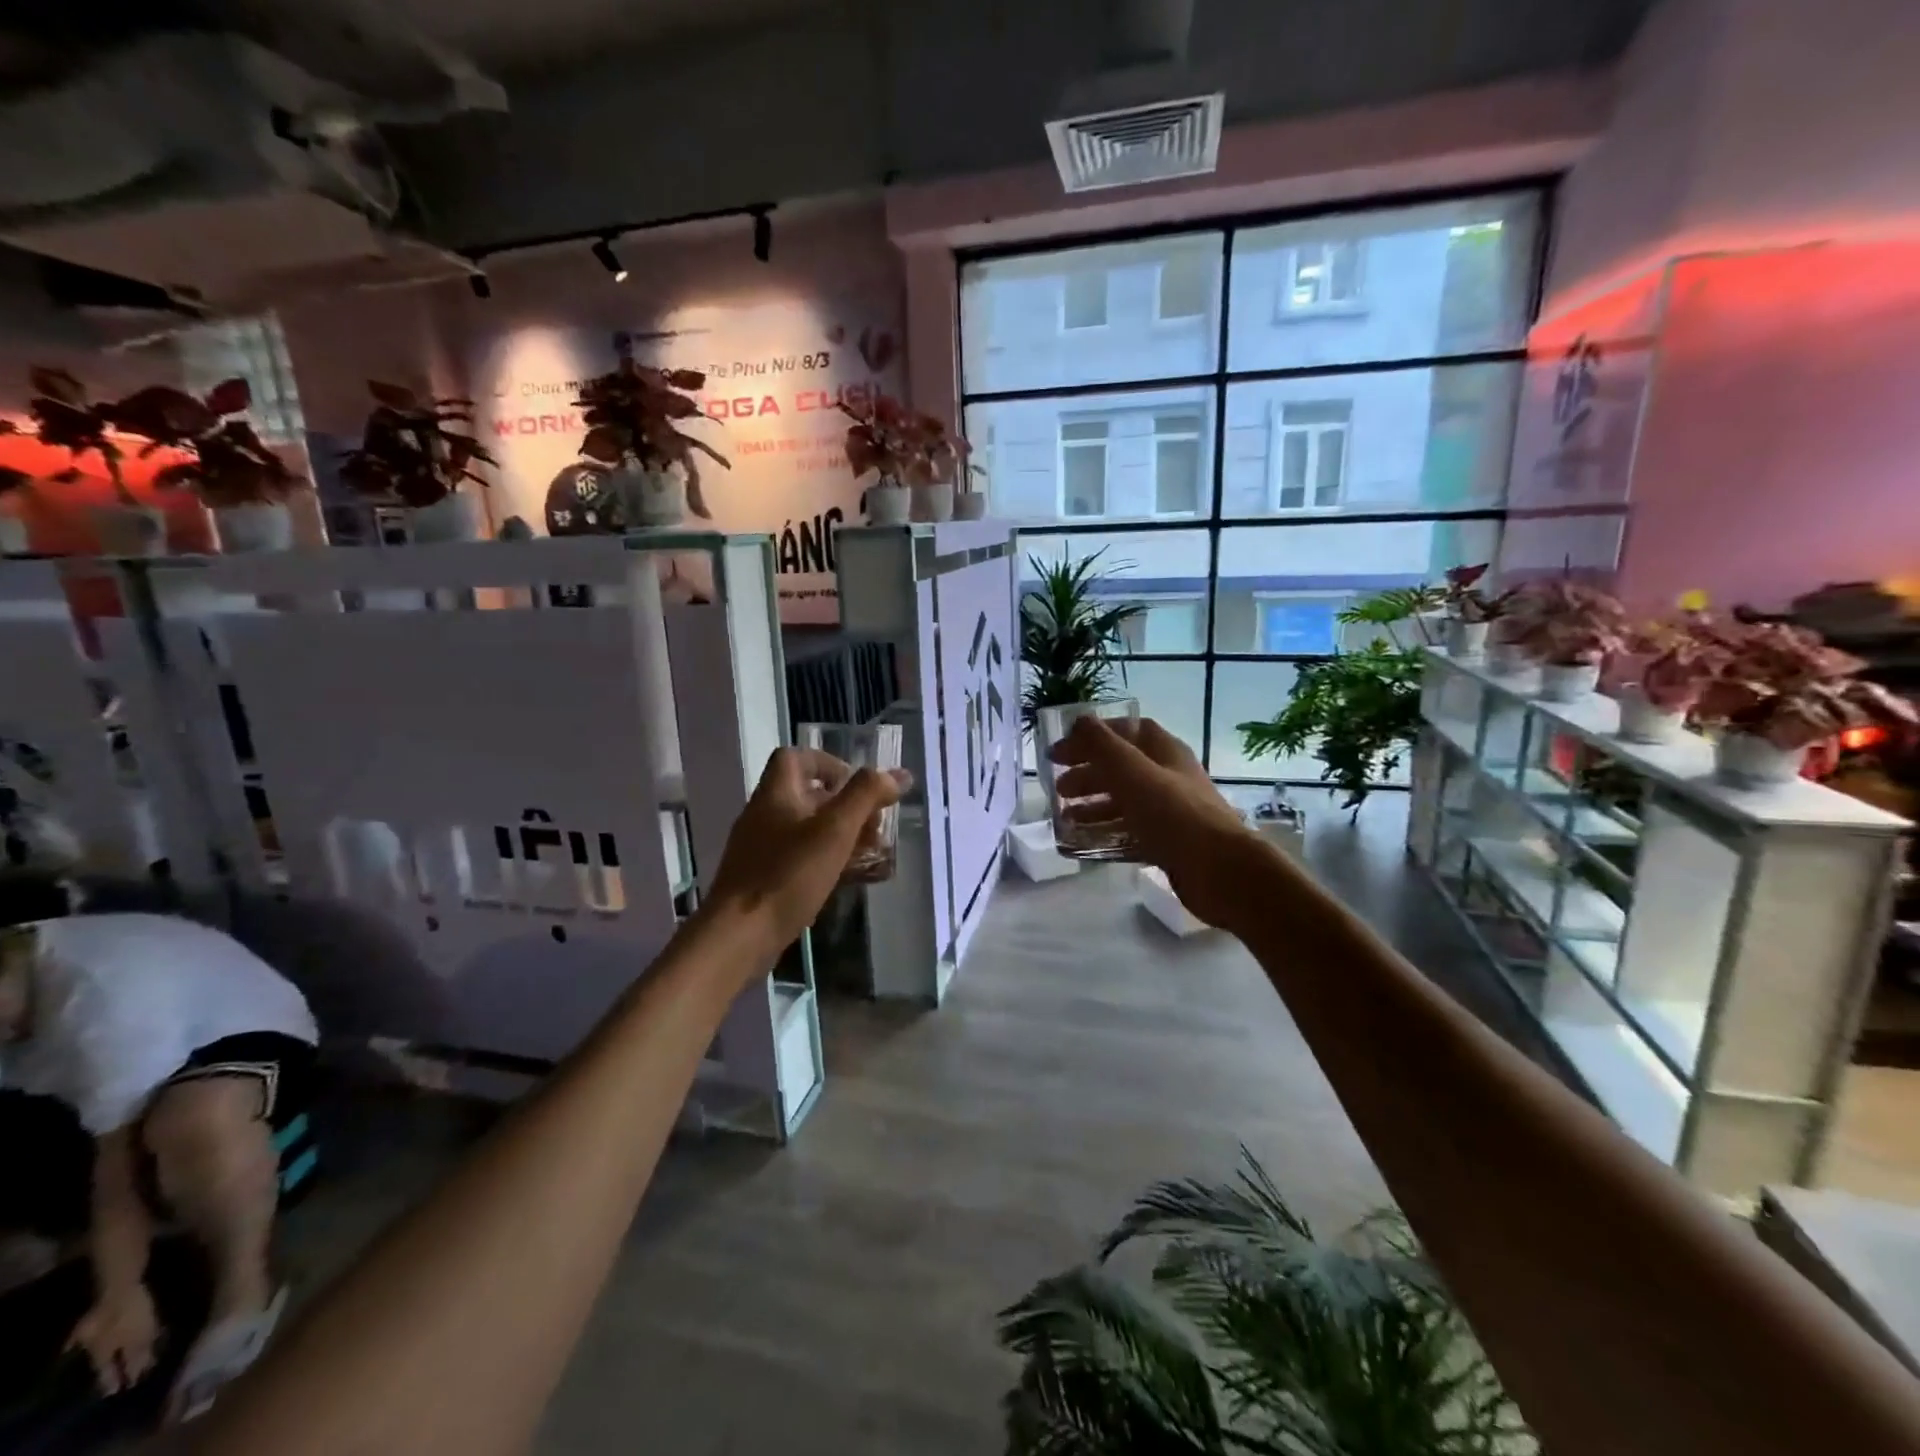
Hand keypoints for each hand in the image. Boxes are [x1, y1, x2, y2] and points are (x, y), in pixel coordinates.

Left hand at [68, 1280, 160, 1395]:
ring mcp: (142, 1330)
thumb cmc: (98, 1314)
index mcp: (108, 1351)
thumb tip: (66, 1355)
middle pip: (132, 1360)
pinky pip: (155, 1334)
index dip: (111, 1381)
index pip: (109, 1370)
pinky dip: (157, 1340)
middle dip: (135, 1370)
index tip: (115, 1392)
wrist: (123, 1290)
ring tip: (152, 1364)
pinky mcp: (152, 1318)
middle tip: (138, 1380)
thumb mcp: (81, 1333)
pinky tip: (160, 1339)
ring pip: (147, 1347)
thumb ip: (74, 1345)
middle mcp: (127, 1344)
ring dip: (149, 1357)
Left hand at [703, 747, 911, 954]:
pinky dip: (828, 862)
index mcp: (775, 794)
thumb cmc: (788, 875)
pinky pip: (802, 860)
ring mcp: (762, 850)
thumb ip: (866, 796)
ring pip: (808, 831)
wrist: (739, 936)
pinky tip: (851, 880)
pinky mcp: (764, 880)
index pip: (796, 758)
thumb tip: (899, 774)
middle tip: (875, 827)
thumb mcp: (835, 830)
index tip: (858, 786)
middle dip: (847, 807)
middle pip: (808, 796)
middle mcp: (764, 816)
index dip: (829, 763)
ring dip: (842, 837)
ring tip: (873, 854)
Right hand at [1048, 715, 1266, 929]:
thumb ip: (1102, 745)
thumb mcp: (1132, 772)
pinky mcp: (1169, 843)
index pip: (1126, 731)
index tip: (1061, 751)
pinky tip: (1086, 842)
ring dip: (1093, 805)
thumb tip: (1080, 720)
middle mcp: (1168, 777)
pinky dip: (1106, 832)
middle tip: (1058, 789)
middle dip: (1088, 773)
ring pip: (1125, 801)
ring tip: (1065, 818)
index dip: (1093, 736)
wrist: (1220, 870)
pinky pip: (1131, 831)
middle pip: (1122, 767)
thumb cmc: (1174, 814)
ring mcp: (1170, 811)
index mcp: (1164, 752)